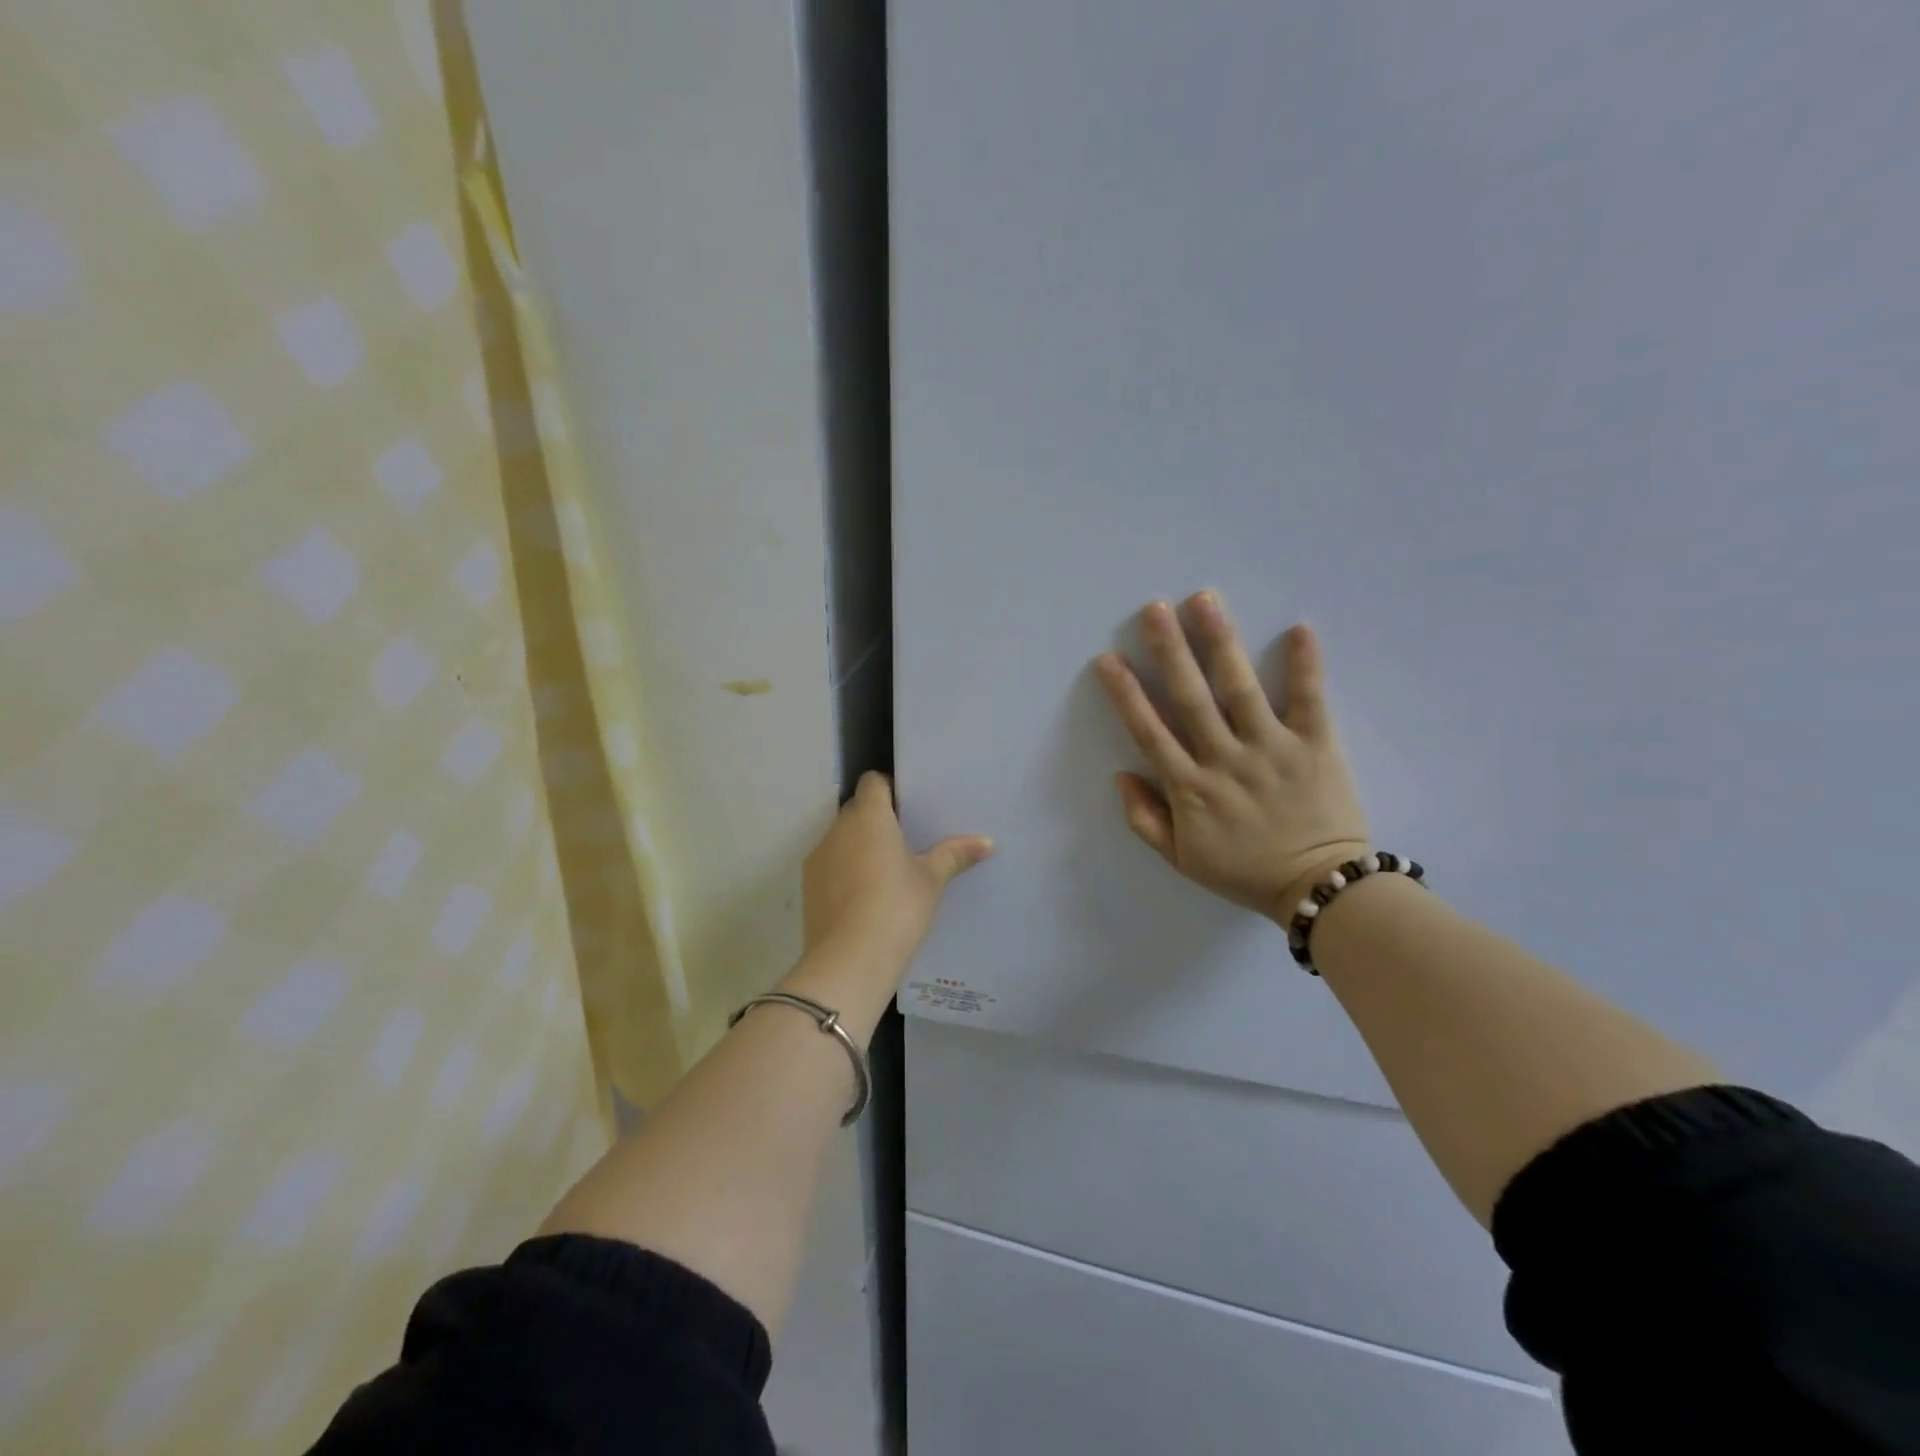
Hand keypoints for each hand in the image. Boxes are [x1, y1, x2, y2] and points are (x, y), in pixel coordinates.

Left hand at [802, 772, 993, 973]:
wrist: (850, 960)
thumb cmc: (897, 907)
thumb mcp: (931, 880)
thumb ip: (955, 855)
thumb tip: (987, 842)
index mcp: (869, 816)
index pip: (873, 782)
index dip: (889, 788)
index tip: (908, 806)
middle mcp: (838, 829)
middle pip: (856, 810)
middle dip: (877, 820)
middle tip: (905, 839)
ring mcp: (818, 857)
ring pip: (841, 839)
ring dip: (859, 846)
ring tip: (886, 871)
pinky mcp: (808, 887)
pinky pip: (830, 866)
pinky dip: (844, 872)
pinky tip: (864, 897)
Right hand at [1095, 593, 1369, 922]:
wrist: (1321, 889)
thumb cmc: (1245, 873)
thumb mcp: (1182, 859)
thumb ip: (1146, 818)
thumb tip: (1122, 774)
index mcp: (1190, 788)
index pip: (1150, 732)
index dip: (1126, 695)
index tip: (1108, 659)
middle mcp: (1226, 760)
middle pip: (1191, 698)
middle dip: (1169, 651)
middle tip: (1153, 609)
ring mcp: (1272, 749)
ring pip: (1240, 689)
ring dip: (1221, 643)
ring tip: (1205, 601)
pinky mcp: (1316, 746)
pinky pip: (1310, 700)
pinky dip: (1306, 666)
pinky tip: (1299, 628)